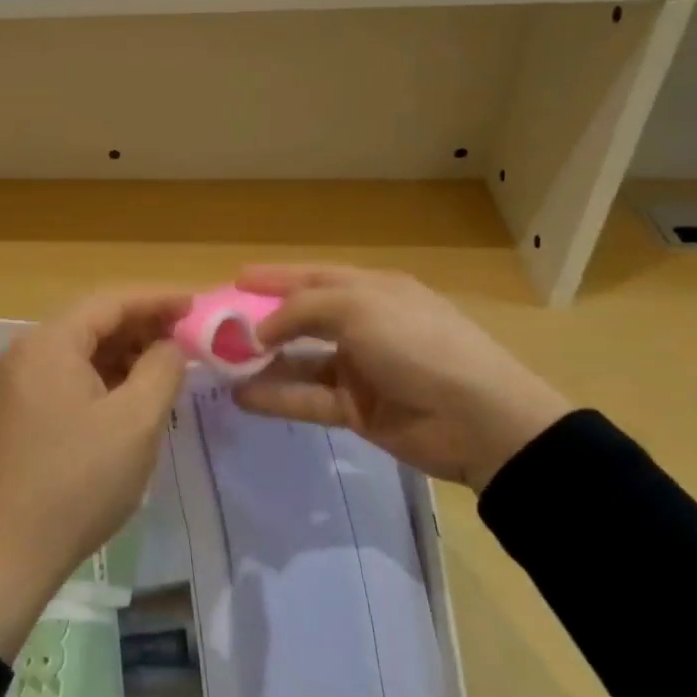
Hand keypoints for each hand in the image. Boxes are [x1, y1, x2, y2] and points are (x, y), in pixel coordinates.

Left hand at [0, 290, 189, 659]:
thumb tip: (170, 344)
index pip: (109, 301)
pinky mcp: (8, 414)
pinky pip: (59, 379)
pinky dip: (96, 379)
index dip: (156, 299)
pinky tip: (123, 398)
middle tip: (185, 339)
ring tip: (161, 369)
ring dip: (119, 355)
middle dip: (140, 327)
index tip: (195, 305)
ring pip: (74, 353)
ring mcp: (9, 384)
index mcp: (47, 343)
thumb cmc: (76, 484)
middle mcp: (21, 352)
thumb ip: (161, 370)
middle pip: (89, 323)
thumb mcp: (134, 424)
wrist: (0, 557)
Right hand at [232, 265, 569, 492]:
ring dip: (263, 362)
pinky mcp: (357, 408)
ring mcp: (360, 368)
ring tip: (220, 364)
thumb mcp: (357, 308)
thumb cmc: (416, 344)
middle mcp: (363, 325)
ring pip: (299, 361)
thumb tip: (260, 330)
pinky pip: (307, 398)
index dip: (274, 277)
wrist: (479, 419)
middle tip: (217, 326)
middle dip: (261, 320)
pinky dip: (276, 397)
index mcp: (370, 290)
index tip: (235, 279)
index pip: (312, 277)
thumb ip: (300, 311)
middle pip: (301, 318)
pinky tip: (242, 397)